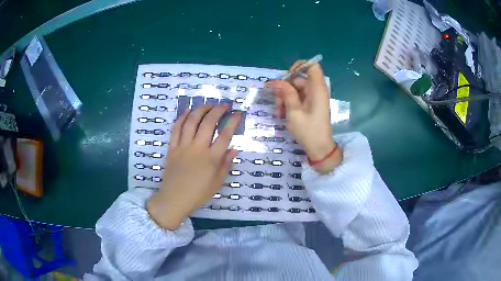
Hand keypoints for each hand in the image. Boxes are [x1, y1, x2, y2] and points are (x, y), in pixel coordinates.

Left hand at [147, 104, 240, 229]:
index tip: (238, 114)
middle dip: (218, 110)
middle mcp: (198, 148)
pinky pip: (176, 128)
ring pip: (192, 121)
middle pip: (208, 123)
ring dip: (200, 109)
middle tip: (224, 105)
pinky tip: (188, 111)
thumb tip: (233, 149)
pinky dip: (182, 117)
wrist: (174, 198)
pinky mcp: (172, 147)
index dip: (233, 122)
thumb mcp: (217, 183)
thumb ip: (226, 165)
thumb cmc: (198, 193)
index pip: (225, 135)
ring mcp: (183, 146)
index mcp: (211, 158)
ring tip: (208, 104)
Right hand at [267, 61, 341, 173]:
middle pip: (299, 78)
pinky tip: (282, 113)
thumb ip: (286, 93)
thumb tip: (277, 81)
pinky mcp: (310, 105)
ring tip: (279, 110)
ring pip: (295, 89)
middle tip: (276, 101)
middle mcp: (316, 90)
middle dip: (285, 87)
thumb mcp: (294, 111)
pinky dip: (289, 102)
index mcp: (317, 88)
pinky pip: (298, 97)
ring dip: (285, 97)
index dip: (299, 66)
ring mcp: (313, 97)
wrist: (319, 148)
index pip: (312, 66)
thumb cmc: (308, 130)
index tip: (286, 76)